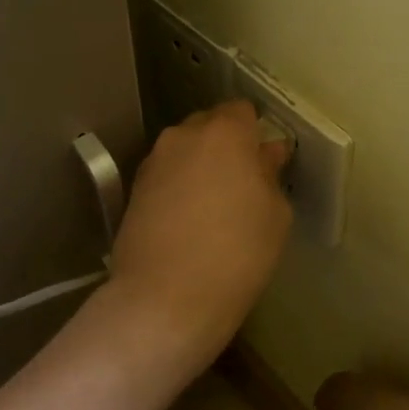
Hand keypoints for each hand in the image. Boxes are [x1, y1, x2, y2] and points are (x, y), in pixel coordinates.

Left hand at [105, 101, 292, 364]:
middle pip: (208, 127)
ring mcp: (153, 163)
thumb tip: (266, 154)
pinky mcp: (133, 191)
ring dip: (199, 168)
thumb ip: (270, 174)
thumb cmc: (237, 253)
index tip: (264, 161)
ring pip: (183, 153)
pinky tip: (187, 223)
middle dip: (225, 146)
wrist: (166, 298)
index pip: (242, 111)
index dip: (254, 133)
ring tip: (212, 208)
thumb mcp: (275, 215)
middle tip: (241, 185)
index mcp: (224, 133)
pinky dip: (177, 189)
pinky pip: (166, 177)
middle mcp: (182, 136)